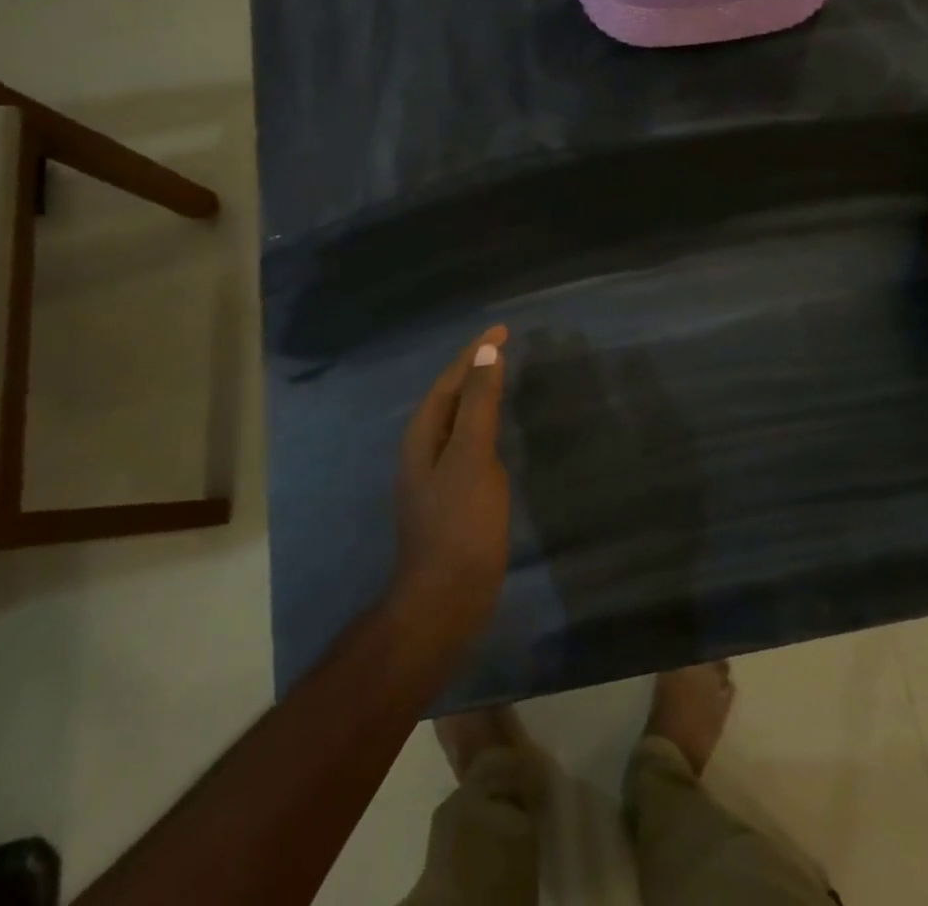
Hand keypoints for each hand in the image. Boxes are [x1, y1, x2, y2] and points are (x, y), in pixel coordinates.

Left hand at [391, 325, 510, 653]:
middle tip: (504, 345)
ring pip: (458, 418)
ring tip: (501, 375)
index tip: (503, 327)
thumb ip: (479, 404)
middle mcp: (424, 447)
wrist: (444, 600)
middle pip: (451, 394)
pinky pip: (466, 441)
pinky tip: (496, 429)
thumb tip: (486, 353)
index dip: (476, 350)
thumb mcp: (472, 457)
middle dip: (475, 366)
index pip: (451, 377)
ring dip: (477, 393)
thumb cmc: (460, 525)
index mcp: (424, 432)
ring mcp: (435, 473)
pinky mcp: (451, 494)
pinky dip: (483, 422)